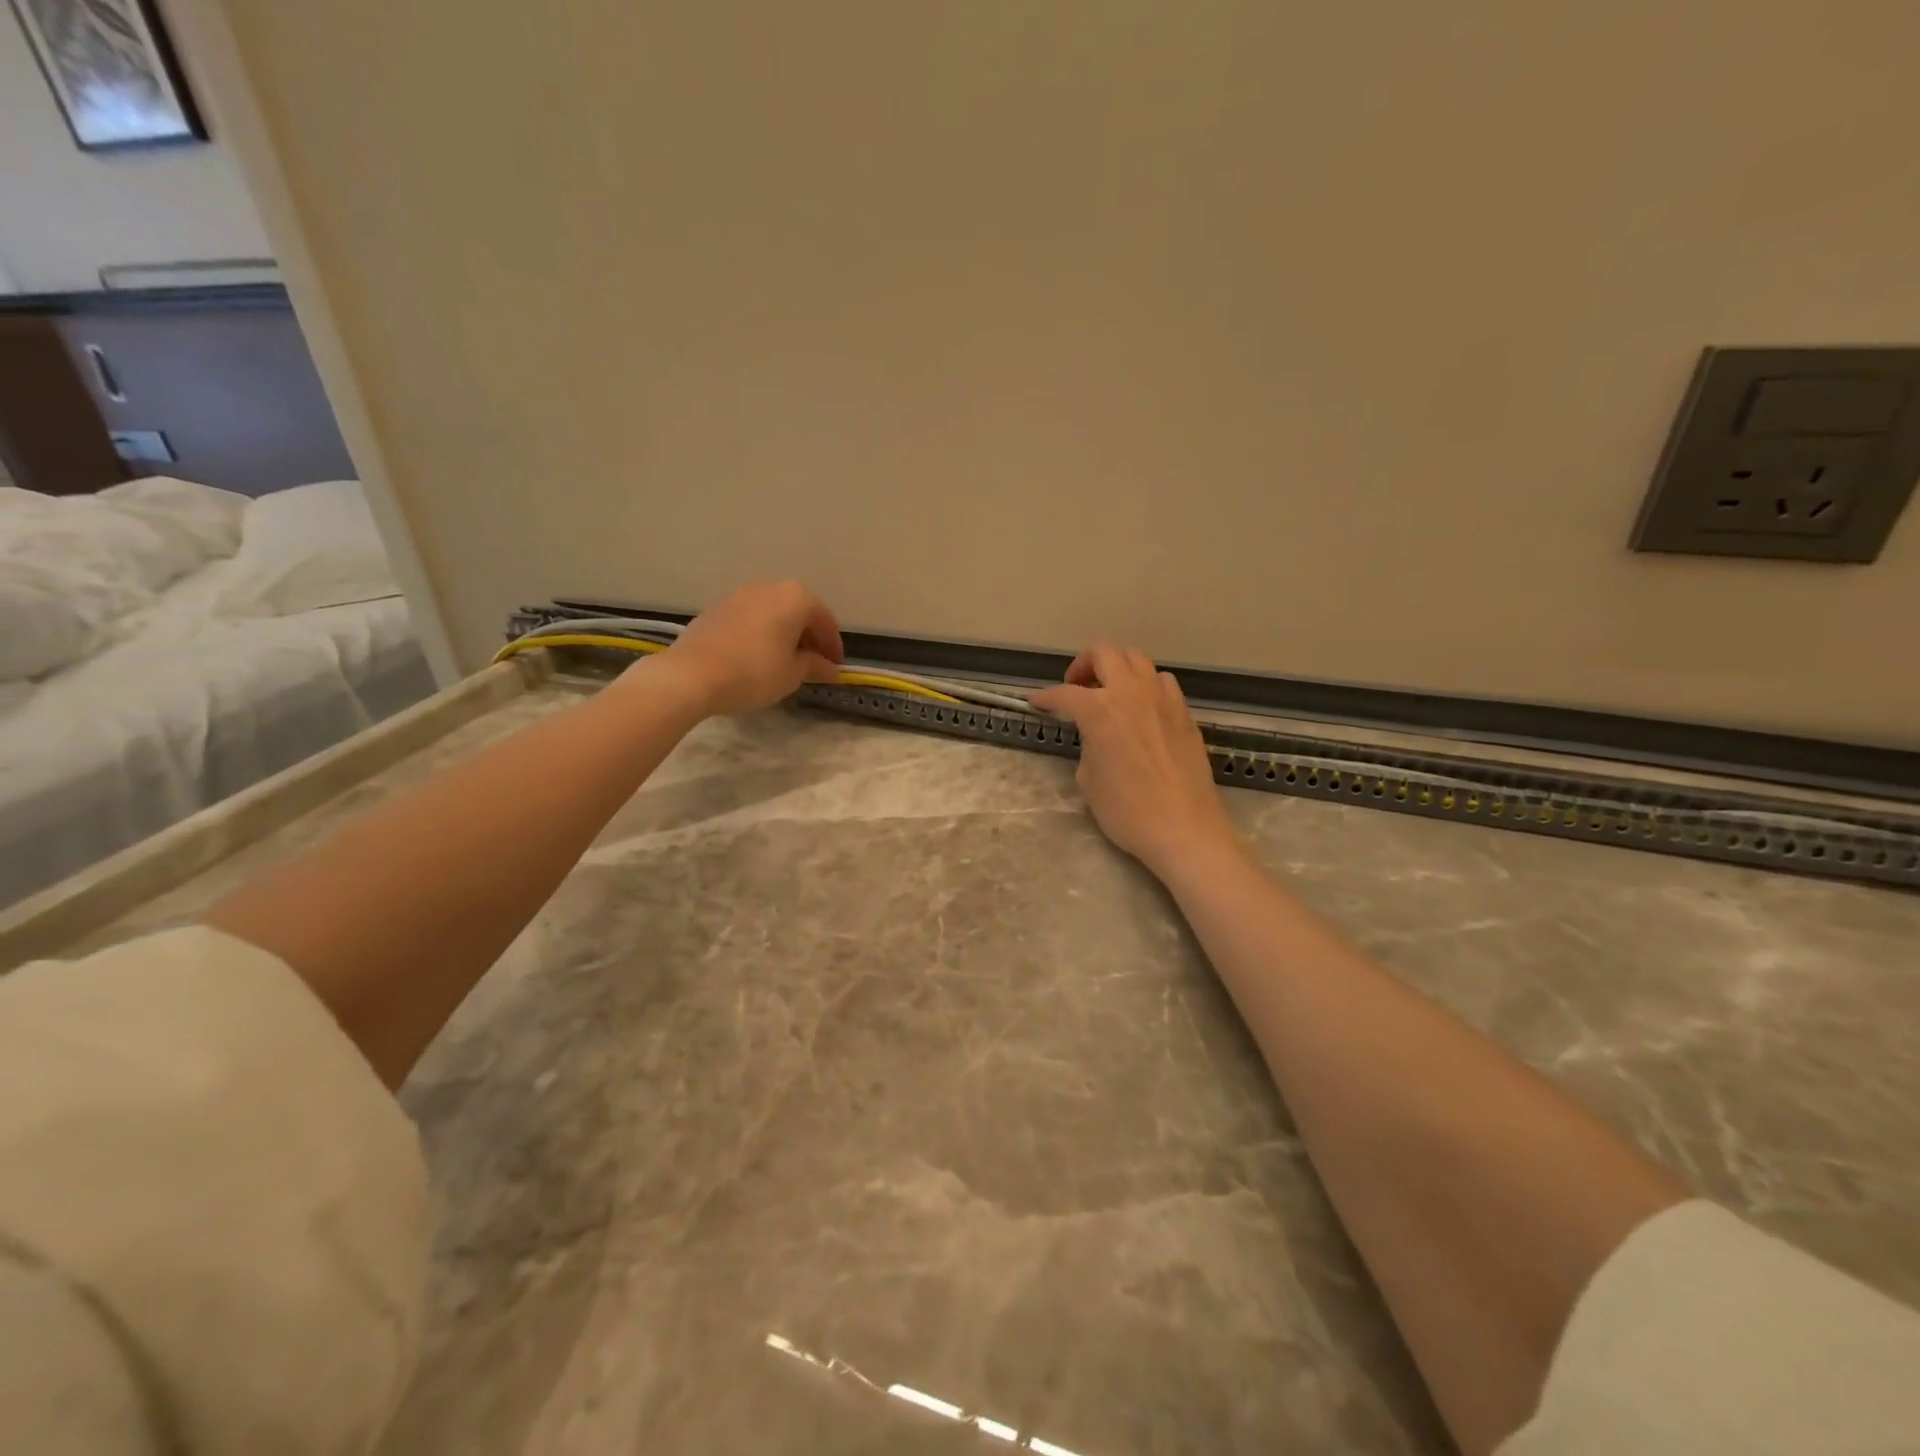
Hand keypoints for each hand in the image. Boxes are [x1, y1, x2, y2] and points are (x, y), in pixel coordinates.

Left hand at [653, 580, 844, 714]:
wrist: (692, 674)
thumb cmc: (754, 672)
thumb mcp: (792, 674)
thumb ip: (815, 666)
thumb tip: (830, 668)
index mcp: (795, 598)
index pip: (825, 621)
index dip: (833, 646)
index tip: (835, 667)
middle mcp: (769, 587)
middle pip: (798, 612)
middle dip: (809, 637)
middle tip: (813, 664)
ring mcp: (739, 595)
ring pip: (773, 613)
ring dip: (784, 633)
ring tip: (785, 661)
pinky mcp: (716, 609)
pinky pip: (750, 619)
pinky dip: (761, 634)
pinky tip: (757, 657)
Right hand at [1030, 644, 1237, 879]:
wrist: (1184, 829)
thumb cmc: (1128, 811)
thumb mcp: (1088, 781)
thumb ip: (1088, 747)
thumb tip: (1097, 738)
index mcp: (1100, 711)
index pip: (1065, 694)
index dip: (1046, 698)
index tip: (1037, 703)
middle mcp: (1131, 693)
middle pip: (1105, 653)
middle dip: (1084, 664)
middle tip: (1076, 687)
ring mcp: (1163, 700)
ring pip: (1138, 660)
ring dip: (1118, 670)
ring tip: (1111, 694)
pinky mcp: (1185, 714)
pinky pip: (1163, 683)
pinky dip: (1146, 686)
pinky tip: (1142, 709)